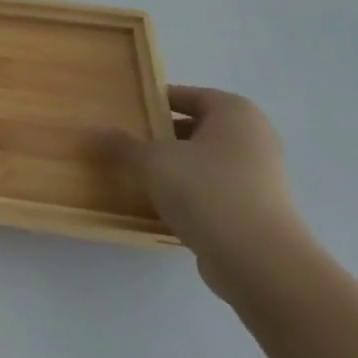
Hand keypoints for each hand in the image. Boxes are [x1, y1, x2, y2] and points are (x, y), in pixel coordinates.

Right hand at [103, 86, 311, 299]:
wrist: (260, 262)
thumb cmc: (207, 191)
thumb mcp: (152, 161)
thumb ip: (122, 144)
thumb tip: (96, 130)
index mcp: (235, 112)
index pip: (185, 96)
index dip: (152, 103)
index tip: (123, 115)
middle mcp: (254, 137)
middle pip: (195, 128)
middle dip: (160, 137)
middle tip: (125, 145)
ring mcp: (260, 176)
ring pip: (203, 161)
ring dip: (173, 167)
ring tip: (137, 176)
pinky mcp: (257, 210)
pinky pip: (214, 190)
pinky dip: (189, 193)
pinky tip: (162, 205)